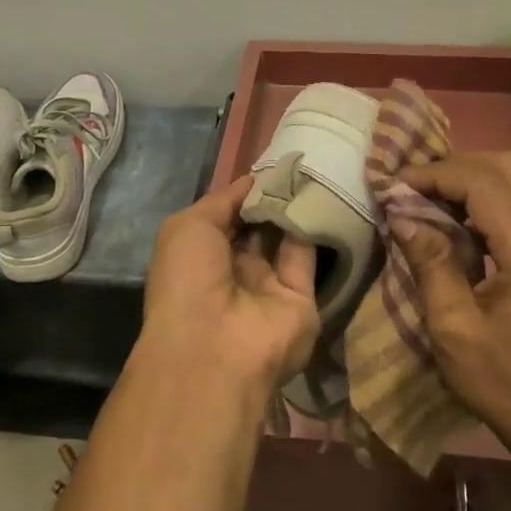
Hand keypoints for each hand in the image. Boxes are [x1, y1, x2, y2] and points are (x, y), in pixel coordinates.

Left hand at [140, 175, 320, 392]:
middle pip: (261, 225)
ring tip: (314, 169)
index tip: (273, 163)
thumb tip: (255, 180)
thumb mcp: (189, 226)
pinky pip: (309, 254)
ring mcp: (270, 285)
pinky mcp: (302, 297)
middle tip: (299, 162)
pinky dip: (315, 226)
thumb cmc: (188, 280)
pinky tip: (322, 194)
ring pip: (287, 237)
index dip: (248, 191)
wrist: (214, 348)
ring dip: (296, 206)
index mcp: (203, 255)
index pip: (230, 215)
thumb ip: (224, 200)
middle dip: (275, 195)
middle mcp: (237, 269)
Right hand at [396, 152, 510, 467]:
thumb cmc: (503, 384)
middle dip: (453, 167)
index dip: (435, 175)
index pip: (483, 183)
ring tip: (425, 201)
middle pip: (504, 166)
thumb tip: (401, 213)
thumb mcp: (453, 328)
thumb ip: (430, 263)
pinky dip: (481, 199)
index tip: (394, 187)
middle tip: (411, 189)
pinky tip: (451, 222)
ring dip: (467, 180)